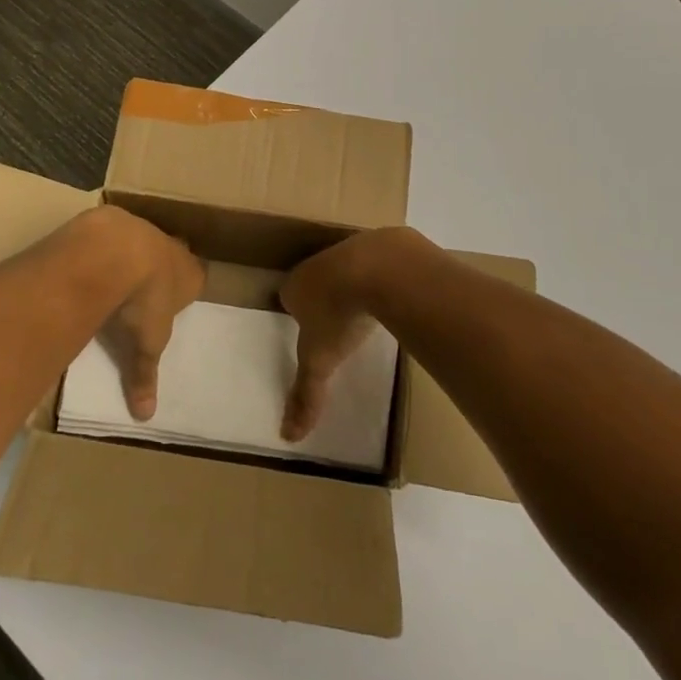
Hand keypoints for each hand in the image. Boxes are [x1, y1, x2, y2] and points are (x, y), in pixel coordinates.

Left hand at [79, 207, 204, 420]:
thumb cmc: (143, 300)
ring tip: (114, 277)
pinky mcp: (116, 219)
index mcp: (191, 275)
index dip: (185, 289)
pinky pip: (115, 233)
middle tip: (145, 289)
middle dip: (162, 268)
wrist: (116, 251)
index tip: (172, 301)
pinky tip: (91, 263)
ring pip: (145, 241)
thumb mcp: (146, 345)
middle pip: (174, 255)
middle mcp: (174, 248)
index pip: (197, 278)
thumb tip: (145, 416)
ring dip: (133, 255)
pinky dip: (106, 246)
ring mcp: (146, 229)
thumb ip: (144, 376)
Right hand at [278, 229, 399, 440]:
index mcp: (296, 285)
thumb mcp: (319, 361)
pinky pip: (377, 262)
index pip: (289, 297)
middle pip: (316, 280)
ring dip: (353, 284)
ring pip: (346, 268)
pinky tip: (394, 293)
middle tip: (337, 323)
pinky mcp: (381, 244)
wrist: (379, 268)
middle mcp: (317, 262)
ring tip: (367, 310)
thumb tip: (287, 435)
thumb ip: (305, 395)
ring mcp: (350, 249)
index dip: (298, 313)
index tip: (309, 332)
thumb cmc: (339, 314)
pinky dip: (382, 275)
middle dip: (324, 297)